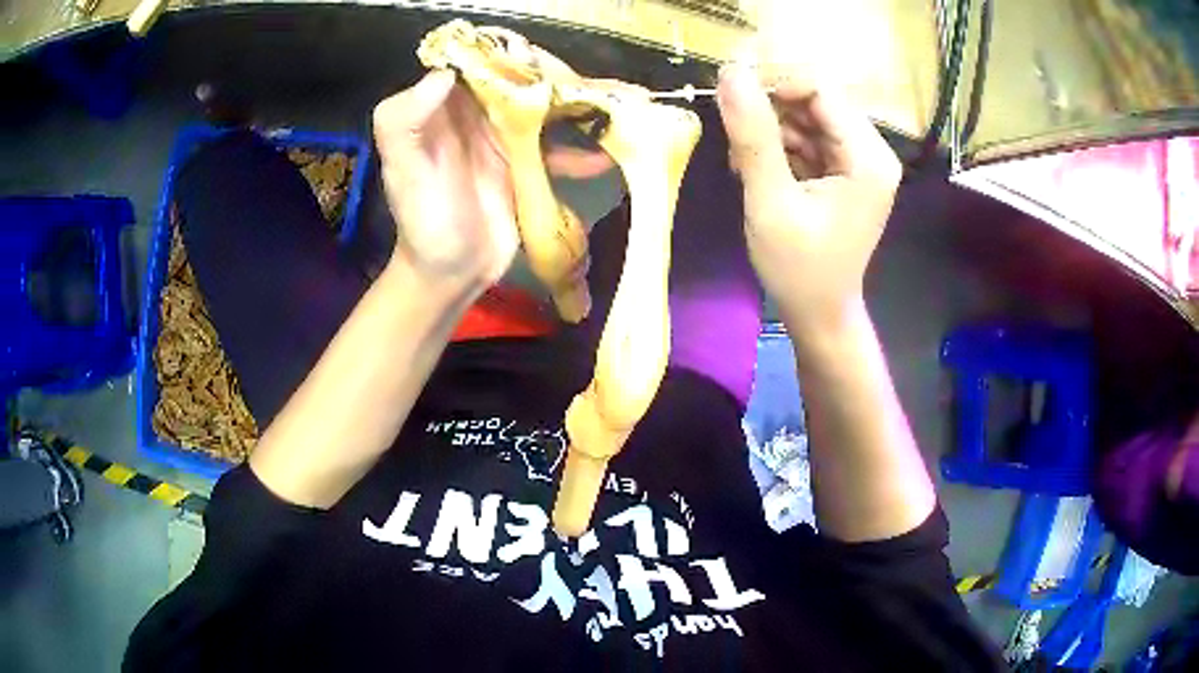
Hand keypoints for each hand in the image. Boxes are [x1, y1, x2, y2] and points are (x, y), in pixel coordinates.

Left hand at [373, 70, 622, 294]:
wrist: (451, 273)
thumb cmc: (424, 222)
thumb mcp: (405, 171)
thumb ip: (404, 122)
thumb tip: (444, 74)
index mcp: (443, 109)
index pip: (474, 66)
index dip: (501, 55)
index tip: (534, 56)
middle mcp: (475, 117)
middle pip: (514, 84)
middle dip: (547, 78)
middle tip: (582, 80)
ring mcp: (503, 141)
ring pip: (539, 112)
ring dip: (569, 108)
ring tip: (604, 107)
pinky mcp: (525, 167)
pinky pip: (554, 151)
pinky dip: (578, 153)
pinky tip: (603, 156)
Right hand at [715, 64, 901, 333]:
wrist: (819, 316)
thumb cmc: (799, 269)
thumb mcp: (770, 201)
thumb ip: (753, 136)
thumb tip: (730, 73)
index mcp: (867, 157)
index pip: (821, 89)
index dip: (775, 86)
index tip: (736, 106)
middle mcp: (871, 152)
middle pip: (815, 101)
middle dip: (771, 115)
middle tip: (739, 149)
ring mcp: (860, 162)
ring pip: (808, 119)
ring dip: (771, 133)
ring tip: (746, 168)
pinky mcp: (846, 173)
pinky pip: (809, 140)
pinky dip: (780, 150)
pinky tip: (760, 174)